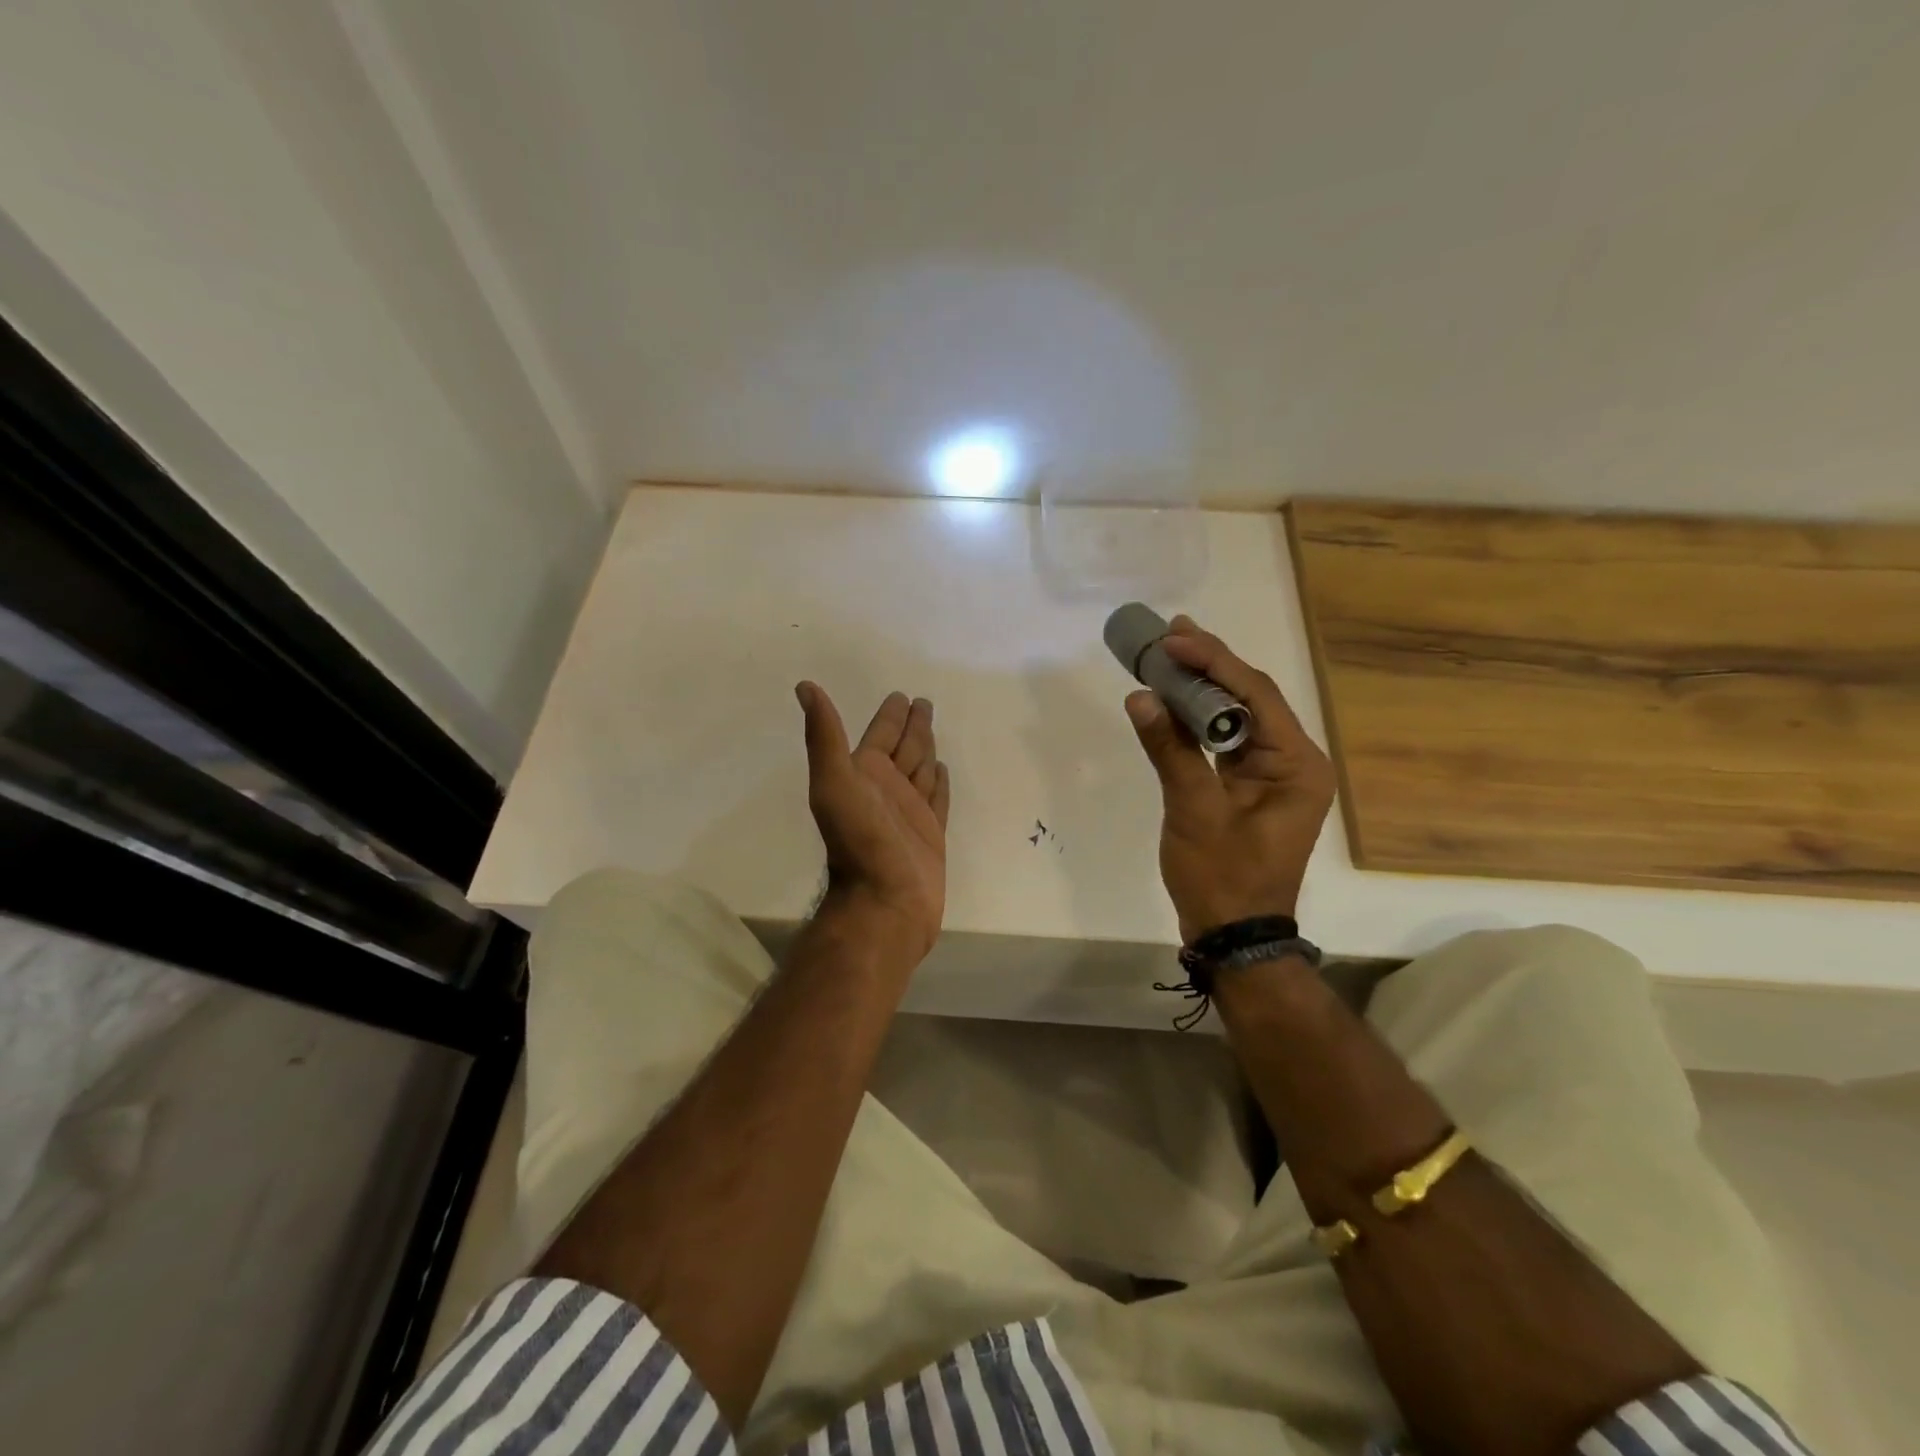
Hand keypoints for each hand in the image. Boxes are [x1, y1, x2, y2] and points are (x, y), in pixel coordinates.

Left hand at [796, 683, 949, 960]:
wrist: (885, 902)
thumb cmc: (860, 841)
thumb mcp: (834, 782)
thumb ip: (824, 735)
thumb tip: (804, 686)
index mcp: (864, 774)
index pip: (880, 734)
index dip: (890, 715)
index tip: (900, 695)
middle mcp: (886, 789)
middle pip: (904, 748)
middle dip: (912, 725)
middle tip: (923, 702)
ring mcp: (909, 812)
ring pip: (921, 769)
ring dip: (926, 748)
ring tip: (933, 729)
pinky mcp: (931, 833)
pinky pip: (938, 798)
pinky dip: (939, 782)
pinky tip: (942, 770)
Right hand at [1123, 617, 1335, 940]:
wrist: (1233, 935)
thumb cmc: (1222, 877)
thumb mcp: (1194, 811)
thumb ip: (1170, 749)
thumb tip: (1140, 696)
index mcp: (1297, 764)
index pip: (1255, 695)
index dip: (1213, 661)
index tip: (1173, 639)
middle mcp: (1293, 761)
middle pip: (1249, 698)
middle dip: (1209, 665)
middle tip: (1170, 633)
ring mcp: (1272, 774)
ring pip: (1236, 716)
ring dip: (1201, 688)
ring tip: (1168, 654)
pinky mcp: (1249, 786)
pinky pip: (1224, 741)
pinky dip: (1196, 719)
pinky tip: (1172, 698)